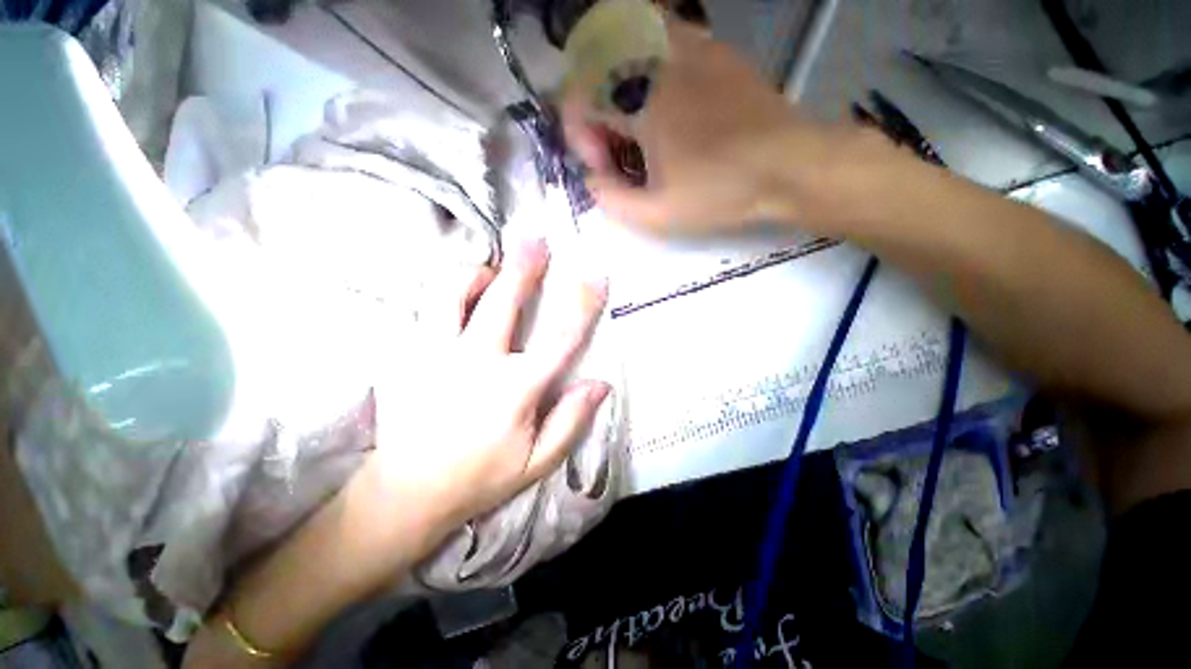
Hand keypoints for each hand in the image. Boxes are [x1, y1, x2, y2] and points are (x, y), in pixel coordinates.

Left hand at [367, 239, 610, 546]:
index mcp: (514, 390)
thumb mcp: (536, 461)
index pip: (559, 338)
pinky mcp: (409, 355)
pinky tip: (461, 290)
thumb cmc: (479, 477)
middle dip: (524, 267)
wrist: (405, 492)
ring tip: (491, 269)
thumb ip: (571, 421)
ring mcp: (435, 355)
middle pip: (503, 302)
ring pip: (452, 293)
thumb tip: (601, 384)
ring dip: (477, 273)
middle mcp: (475, 363)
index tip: (595, 277)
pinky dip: (449, 290)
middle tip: (536, 241)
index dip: (582, 305)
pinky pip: (428, 307)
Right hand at [562, 20, 840, 233]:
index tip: (605, 169)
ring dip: (619, 90)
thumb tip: (592, 180)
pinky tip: (668, 108)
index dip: (581, 137)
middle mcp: (657, 59)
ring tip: (639, 130)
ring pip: (627, 49)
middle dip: (597, 116)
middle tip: (620, 153)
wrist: (789, 165)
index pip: (577, 97)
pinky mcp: (715, 52)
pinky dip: (649, 73)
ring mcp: (690, 48)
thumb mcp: (656, 214)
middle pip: (597, 70)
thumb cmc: (720, 190)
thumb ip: (611, 200)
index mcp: (639, 98)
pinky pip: (664, 45)